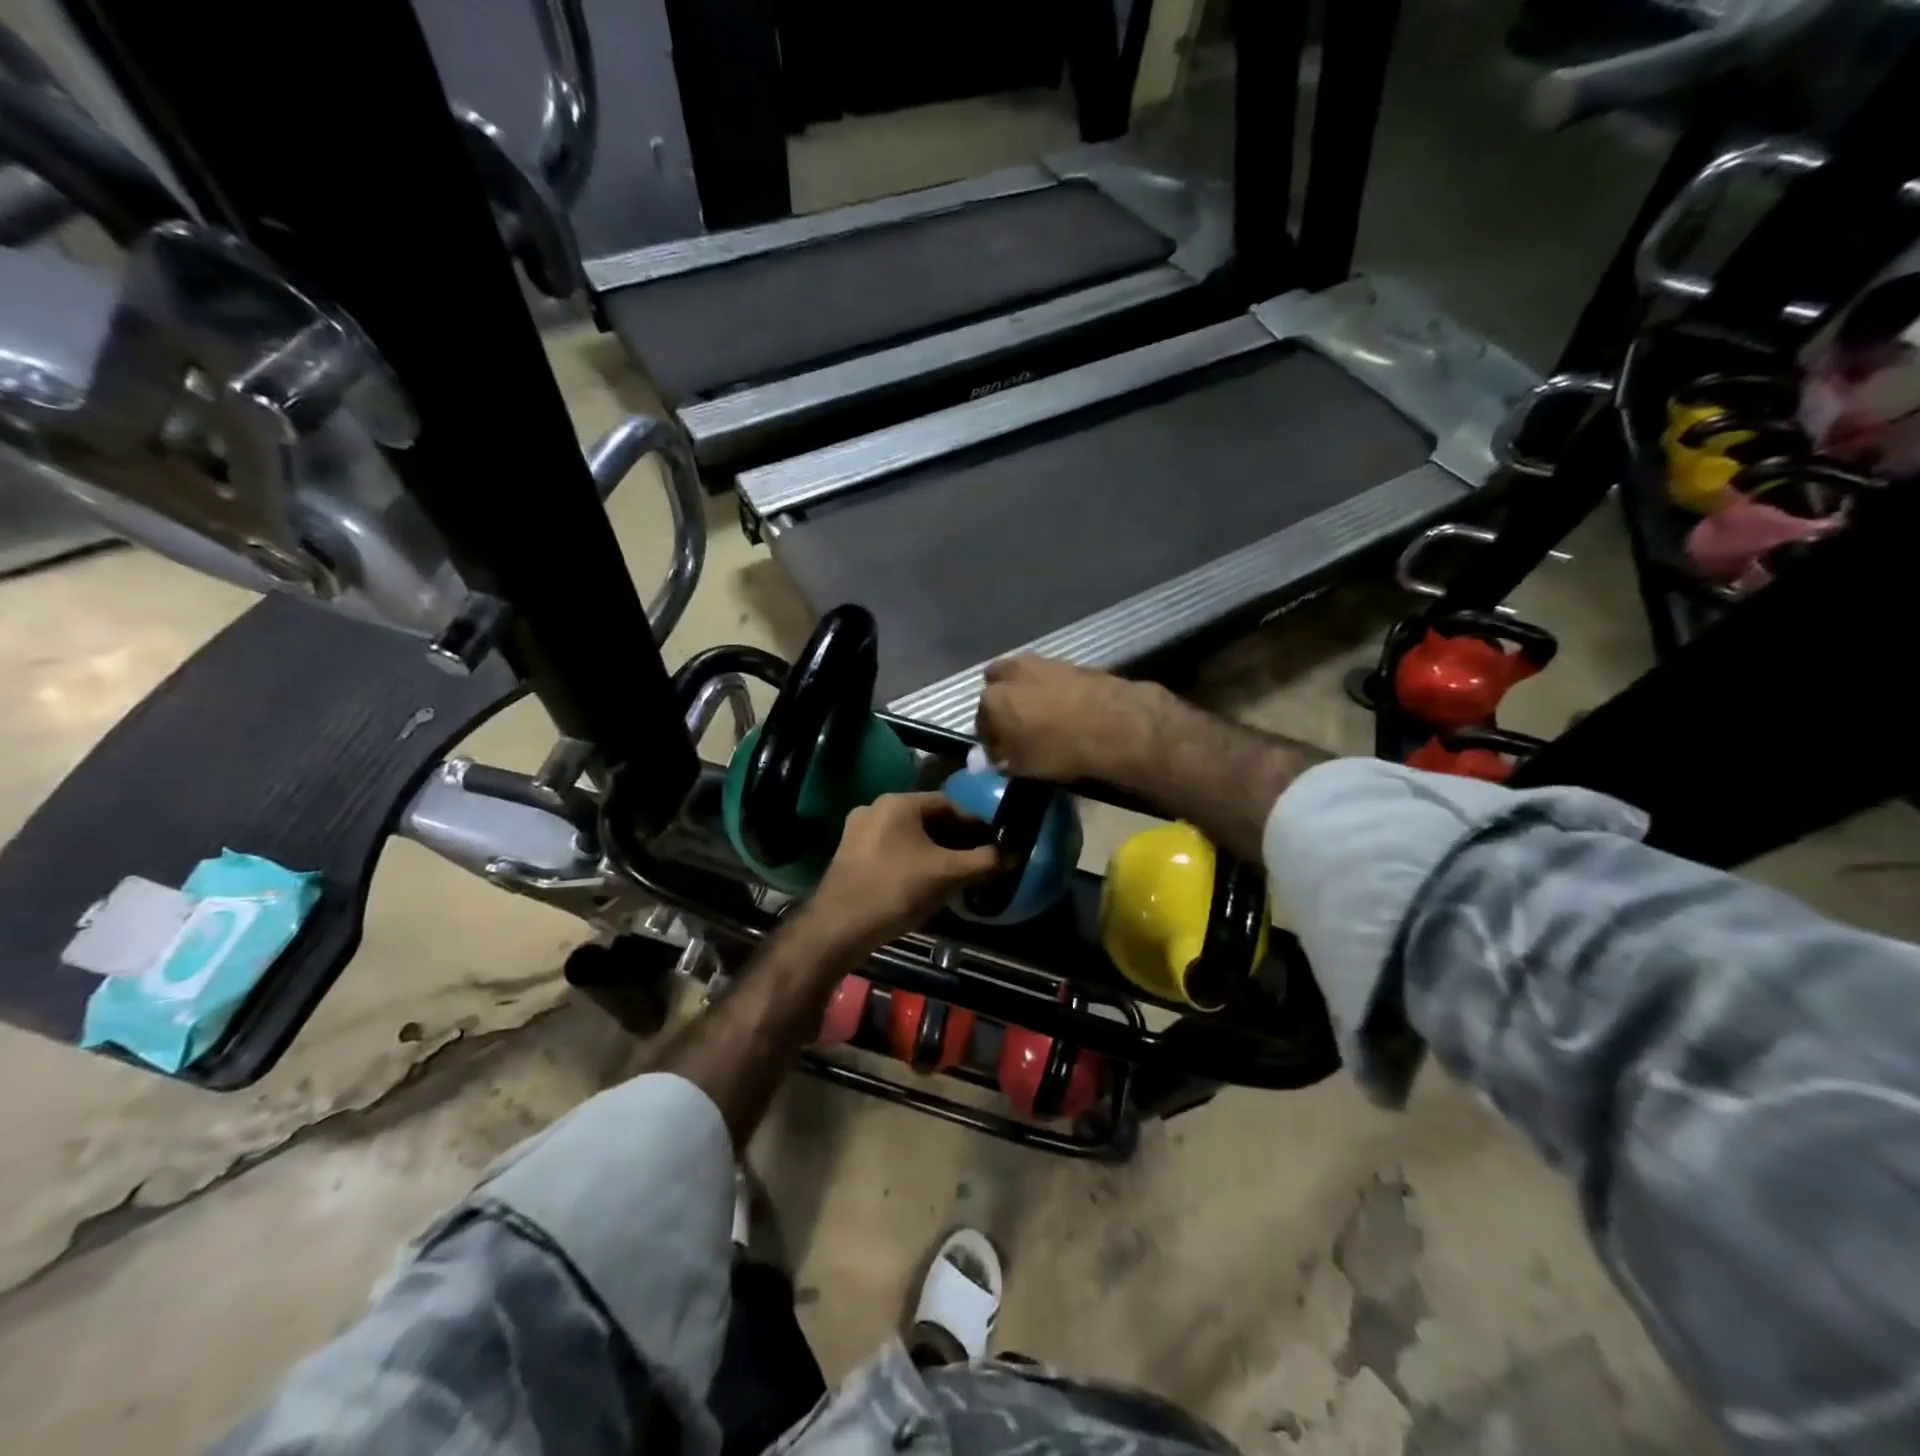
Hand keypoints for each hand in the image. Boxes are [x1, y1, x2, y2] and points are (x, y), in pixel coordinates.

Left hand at [805, 793, 1001, 955]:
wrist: (838, 927)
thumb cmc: (895, 891)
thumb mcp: (947, 875)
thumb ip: (984, 861)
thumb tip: (1014, 854)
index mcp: (898, 802)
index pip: (948, 803)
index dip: (974, 824)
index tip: (991, 845)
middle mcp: (875, 808)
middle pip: (927, 818)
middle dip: (954, 838)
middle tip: (975, 861)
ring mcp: (857, 831)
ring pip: (908, 835)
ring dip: (933, 850)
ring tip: (953, 875)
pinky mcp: (848, 854)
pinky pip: (890, 848)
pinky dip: (911, 859)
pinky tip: (922, 883)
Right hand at [975, 656, 1160, 783]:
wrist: (1116, 726)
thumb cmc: (1059, 751)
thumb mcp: (1022, 767)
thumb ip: (998, 760)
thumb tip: (983, 760)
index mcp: (992, 699)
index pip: (981, 721)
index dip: (991, 739)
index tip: (1002, 753)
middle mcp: (1012, 672)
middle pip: (998, 684)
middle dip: (1004, 702)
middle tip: (1018, 727)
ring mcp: (1044, 663)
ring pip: (1026, 676)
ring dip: (1029, 692)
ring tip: (1045, 718)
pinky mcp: (1074, 663)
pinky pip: (1053, 677)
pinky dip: (1055, 690)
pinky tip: (1068, 709)